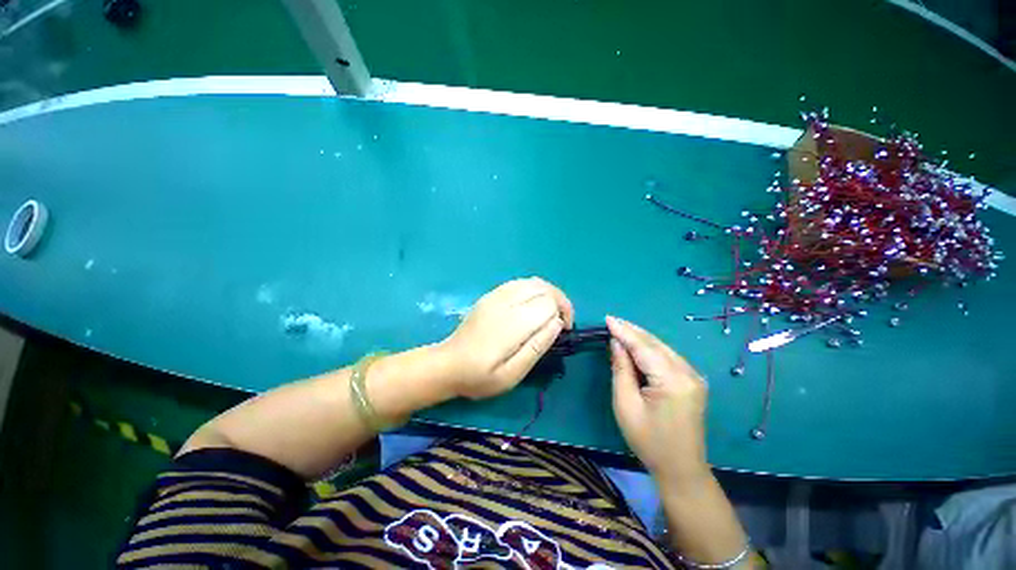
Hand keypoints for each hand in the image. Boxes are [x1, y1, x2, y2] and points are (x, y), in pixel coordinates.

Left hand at [441, 278, 573, 399]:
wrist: (447, 364)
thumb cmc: (480, 376)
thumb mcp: (511, 374)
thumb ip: (536, 347)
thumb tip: (557, 323)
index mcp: (512, 323)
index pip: (548, 302)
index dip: (564, 313)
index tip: (564, 331)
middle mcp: (505, 302)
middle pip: (544, 287)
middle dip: (560, 301)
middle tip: (561, 322)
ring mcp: (496, 295)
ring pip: (533, 282)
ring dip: (549, 294)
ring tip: (551, 313)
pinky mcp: (491, 294)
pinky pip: (520, 283)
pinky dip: (535, 290)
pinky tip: (534, 305)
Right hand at [606, 315, 709, 482]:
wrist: (681, 468)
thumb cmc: (648, 440)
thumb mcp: (626, 404)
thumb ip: (621, 369)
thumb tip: (617, 343)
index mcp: (672, 381)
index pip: (644, 348)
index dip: (624, 332)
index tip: (608, 318)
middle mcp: (688, 373)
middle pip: (655, 344)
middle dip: (632, 331)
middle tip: (612, 320)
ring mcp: (694, 376)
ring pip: (663, 348)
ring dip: (641, 338)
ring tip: (621, 328)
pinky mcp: (693, 381)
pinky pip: (668, 357)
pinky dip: (651, 348)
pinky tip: (638, 345)